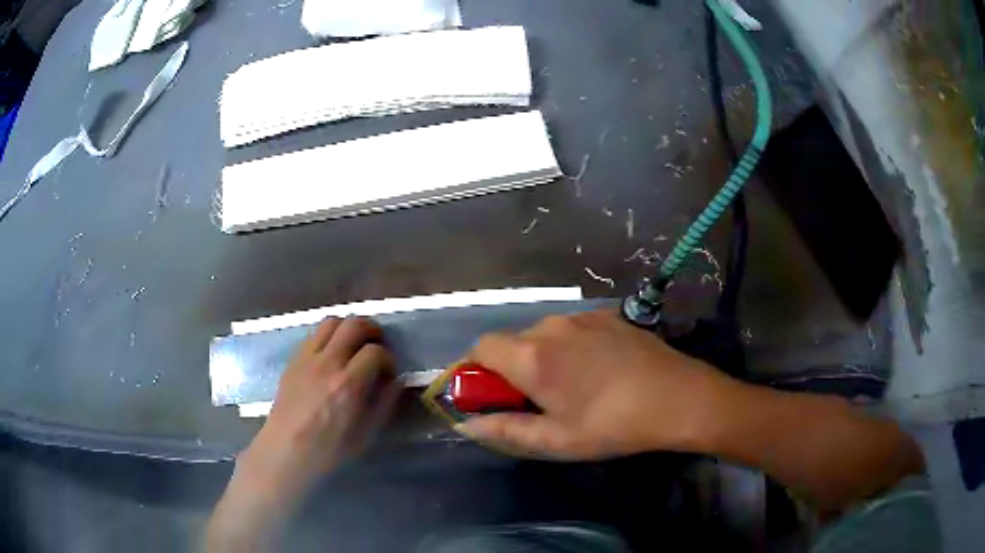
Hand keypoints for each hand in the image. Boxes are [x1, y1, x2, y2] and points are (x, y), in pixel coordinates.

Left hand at [208, 317, 396, 549]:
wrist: (287, 448)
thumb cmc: (329, 448)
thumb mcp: (366, 433)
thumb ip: (384, 403)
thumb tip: (397, 381)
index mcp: (348, 384)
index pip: (375, 352)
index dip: (388, 358)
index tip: (389, 371)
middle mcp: (328, 363)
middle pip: (354, 325)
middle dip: (372, 330)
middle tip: (377, 345)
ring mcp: (307, 358)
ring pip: (332, 322)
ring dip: (348, 327)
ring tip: (354, 343)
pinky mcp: (294, 359)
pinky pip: (314, 334)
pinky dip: (329, 336)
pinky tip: (332, 354)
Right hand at [458, 310, 733, 459]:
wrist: (678, 397)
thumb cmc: (612, 424)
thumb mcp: (556, 439)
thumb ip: (505, 430)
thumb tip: (466, 423)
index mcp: (532, 356)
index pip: (480, 347)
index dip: (475, 369)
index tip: (489, 395)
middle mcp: (551, 326)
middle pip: (513, 341)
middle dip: (512, 368)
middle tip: (535, 400)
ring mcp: (582, 317)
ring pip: (544, 335)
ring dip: (543, 357)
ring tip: (572, 387)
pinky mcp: (608, 315)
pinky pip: (573, 329)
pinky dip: (570, 347)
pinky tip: (598, 370)